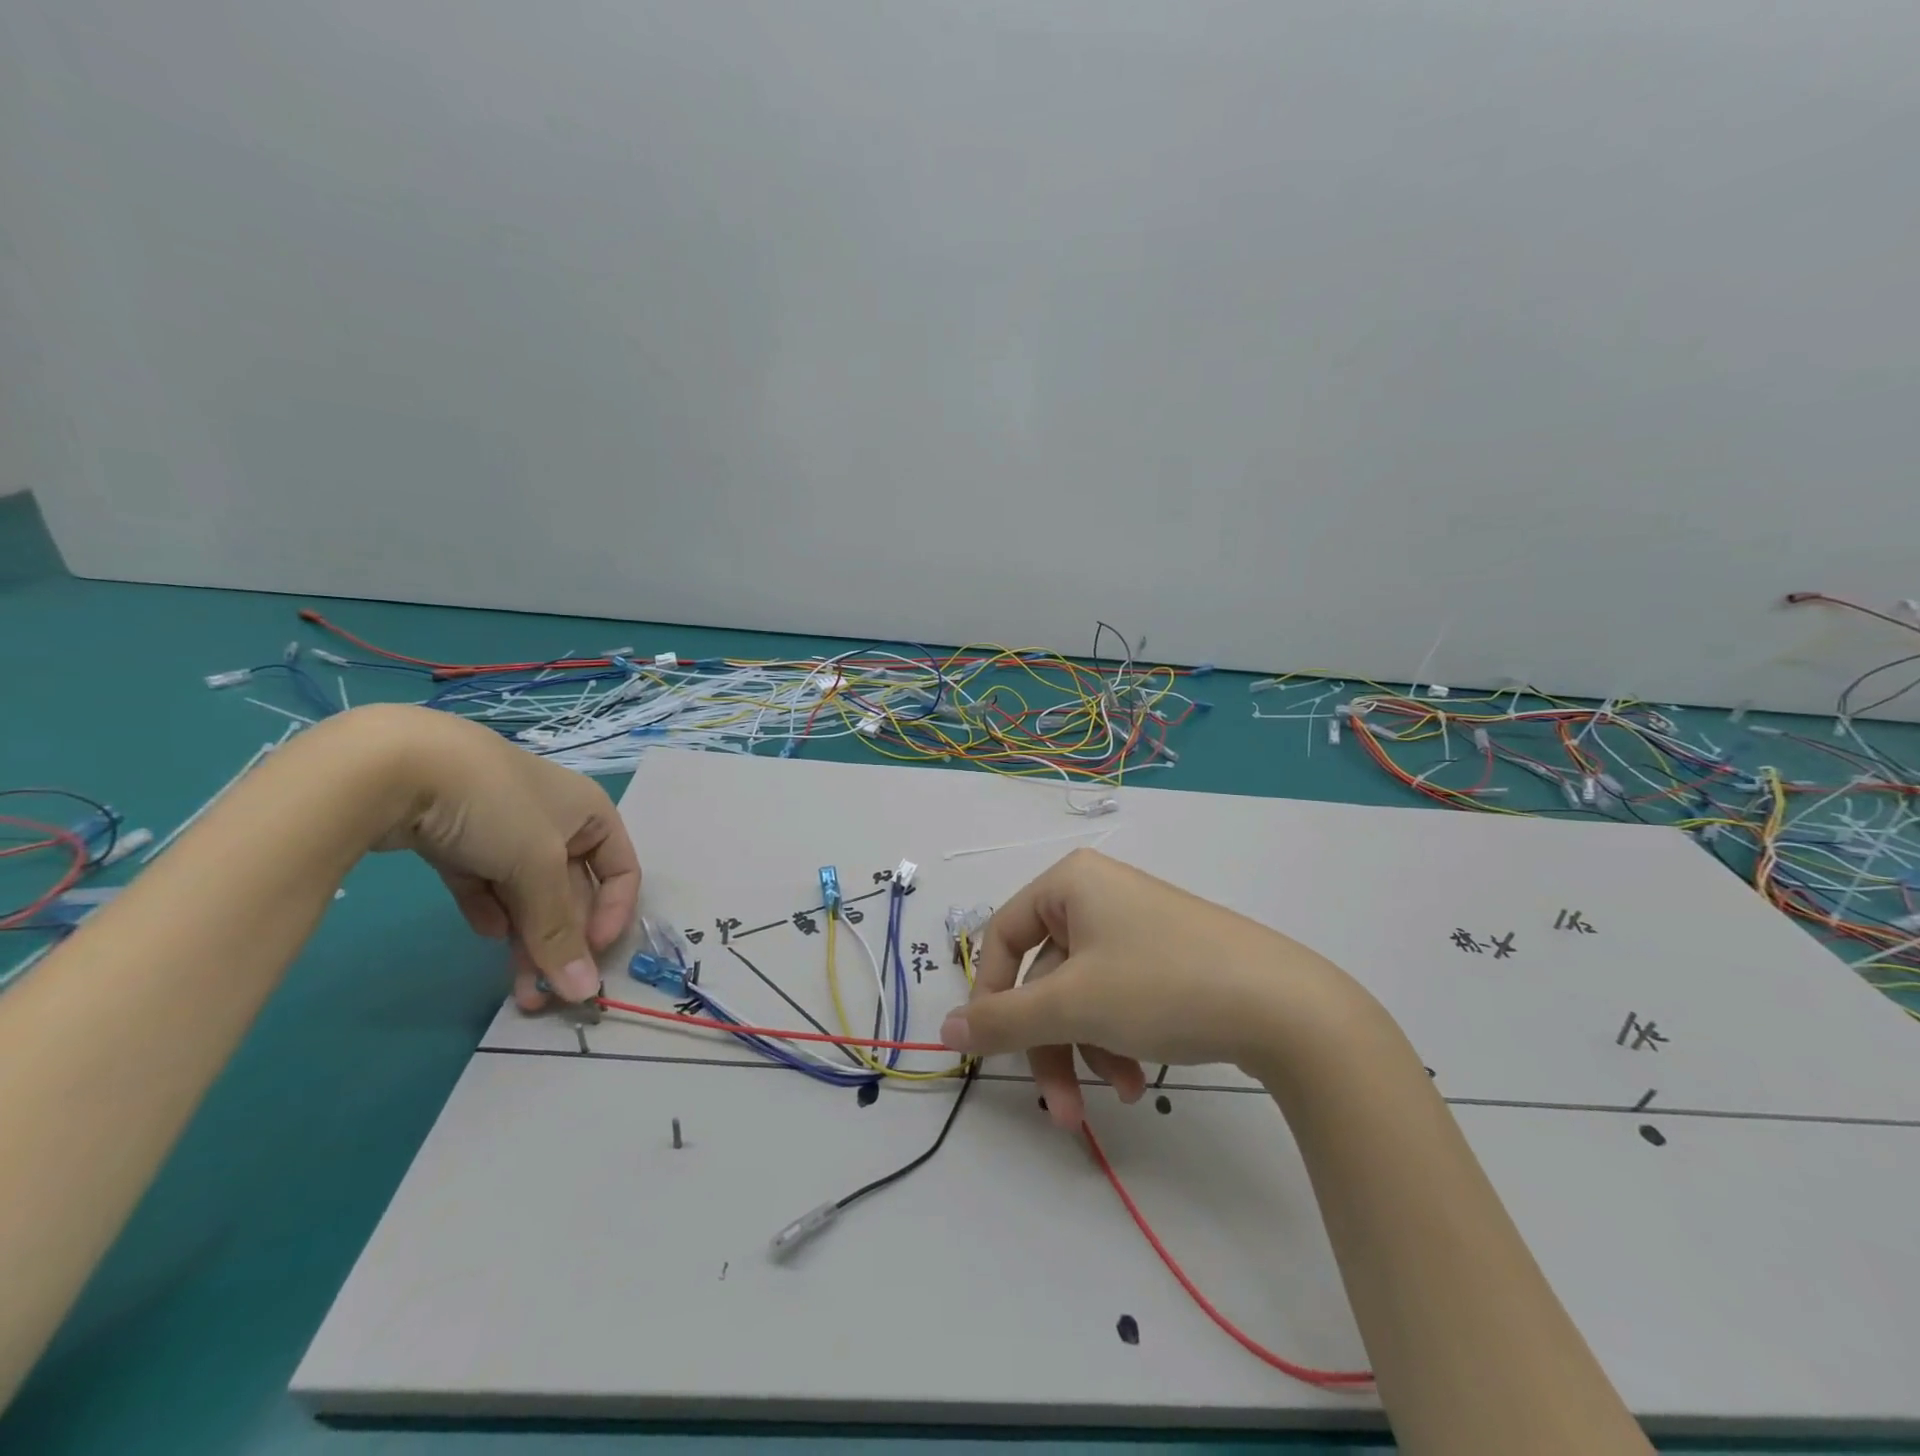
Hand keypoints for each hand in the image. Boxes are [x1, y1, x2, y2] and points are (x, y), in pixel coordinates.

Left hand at [364, 707, 641, 1009]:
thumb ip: (559, 930)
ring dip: (526, 938)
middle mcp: (555, 820)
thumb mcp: (538, 867)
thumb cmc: (498, 806)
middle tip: (545, 993)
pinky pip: (486, 884)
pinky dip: (490, 910)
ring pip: (526, 893)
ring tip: (516, 987)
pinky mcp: (457, 840)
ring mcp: (503, 829)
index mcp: (590, 813)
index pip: (620, 870)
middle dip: (562, 940)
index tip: (591, 954)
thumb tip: (584, 992)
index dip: (614, 913)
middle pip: (570, 890)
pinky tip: (487, 932)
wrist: (394, 765)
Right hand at [939, 849, 1351, 1128]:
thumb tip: (945, 1030)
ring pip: (1084, 995)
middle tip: (1060, 1109)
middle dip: (1051, 1045)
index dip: (990, 995)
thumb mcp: (1073, 1005)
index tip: (991, 1049)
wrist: (1286, 1006)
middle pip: (1046, 976)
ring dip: (1087, 1051)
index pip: (1003, 936)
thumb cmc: (1162, 986)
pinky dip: (1119, 1040)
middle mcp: (1099, 895)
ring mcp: (1137, 926)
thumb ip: (1003, 1020)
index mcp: (1071, 884)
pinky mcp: (1168, 957)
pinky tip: (1142, 1082)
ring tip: (1117, 1097)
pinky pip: (1119, 997)